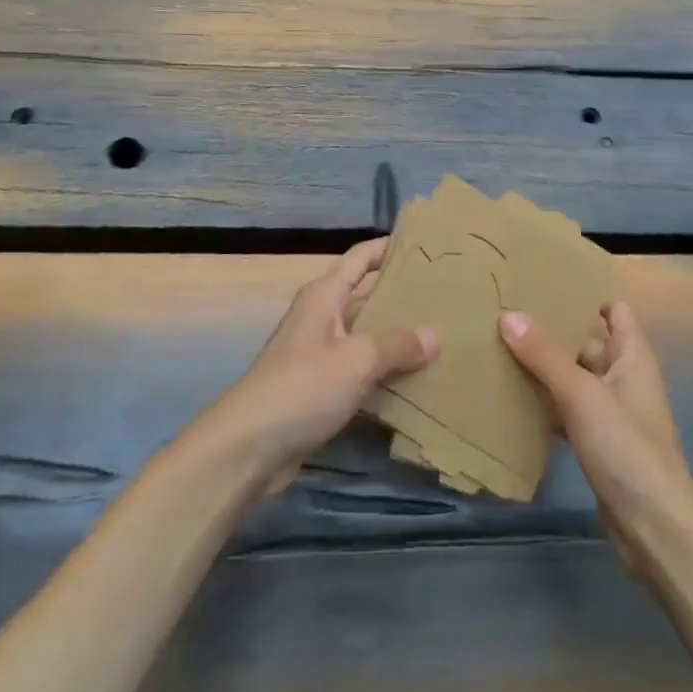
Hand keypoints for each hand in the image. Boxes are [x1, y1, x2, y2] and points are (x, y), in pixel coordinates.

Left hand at [203, 239, 437, 492]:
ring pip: (365, 336)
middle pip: (365, 296)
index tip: (423, 244)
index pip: (360, 257)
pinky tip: (415, 380)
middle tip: (444, 295)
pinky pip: (360, 371)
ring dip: (395, 337)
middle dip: (400, 295)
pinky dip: (384, 372)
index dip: (388, 247)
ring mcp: (319, 355)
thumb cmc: (303, 386)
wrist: (248, 447)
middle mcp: (321, 318)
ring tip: (440, 336)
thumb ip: (398, 345)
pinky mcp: (319, 390)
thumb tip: (435, 335)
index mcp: (325, 296)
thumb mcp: (357, 360)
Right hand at [499, 301, 691, 570]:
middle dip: (554, 331)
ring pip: (576, 378)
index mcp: (632, 355)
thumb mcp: (581, 394)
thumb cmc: (625, 447)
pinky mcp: (600, 443)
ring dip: (547, 369)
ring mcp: (613, 412)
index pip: (613, 310)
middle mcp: (625, 377)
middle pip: (588, 342)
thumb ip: (544, 355)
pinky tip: (515, 400)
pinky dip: (548, 403)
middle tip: (508, 315)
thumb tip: (508, 314)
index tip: (545, 286)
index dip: (585, 296)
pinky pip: (570, 411)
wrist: (654, 526)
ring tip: (502, 350)